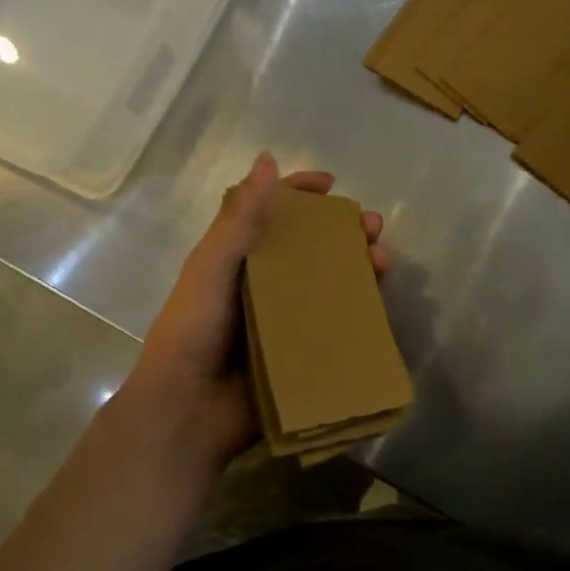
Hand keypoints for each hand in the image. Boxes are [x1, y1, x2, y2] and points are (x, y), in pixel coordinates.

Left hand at [112, 153, 386, 474]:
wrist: (188, 410)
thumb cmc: (193, 330)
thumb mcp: (212, 267)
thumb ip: (239, 217)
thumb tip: (267, 160)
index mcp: (238, 260)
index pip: (273, 214)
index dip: (301, 194)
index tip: (332, 186)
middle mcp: (265, 285)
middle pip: (312, 247)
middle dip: (344, 231)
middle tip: (373, 227)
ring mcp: (287, 321)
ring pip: (331, 285)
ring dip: (359, 267)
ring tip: (381, 261)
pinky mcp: (303, 354)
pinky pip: (337, 326)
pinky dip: (360, 311)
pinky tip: (379, 304)